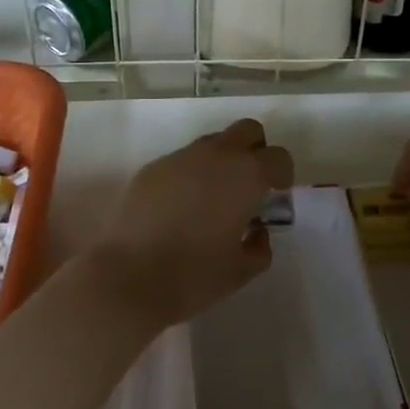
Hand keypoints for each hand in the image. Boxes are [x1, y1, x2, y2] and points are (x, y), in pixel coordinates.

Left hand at [96, 118, 293, 327]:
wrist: (127, 277)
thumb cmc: (193, 276)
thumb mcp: (241, 271)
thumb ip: (260, 247)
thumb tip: (256, 230)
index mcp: (245, 176)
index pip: (278, 157)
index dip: (282, 174)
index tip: (276, 195)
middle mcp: (215, 156)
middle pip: (247, 131)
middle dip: (255, 151)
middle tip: (250, 185)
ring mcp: (180, 158)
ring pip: (212, 143)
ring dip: (221, 161)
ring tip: (212, 199)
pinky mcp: (152, 168)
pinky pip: (182, 161)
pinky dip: (190, 175)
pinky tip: (180, 208)